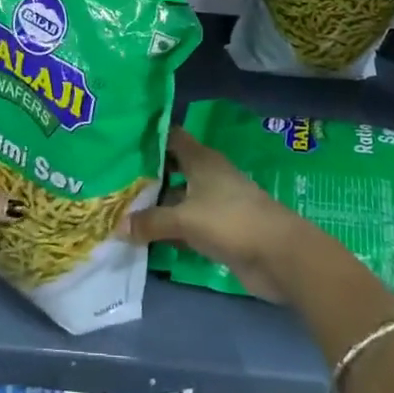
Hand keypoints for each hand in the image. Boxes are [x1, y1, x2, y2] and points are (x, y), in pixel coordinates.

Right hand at [123, 127, 316, 301]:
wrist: (279, 256)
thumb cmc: (230, 222)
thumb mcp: (184, 219)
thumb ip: (151, 222)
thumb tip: (117, 225)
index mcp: (200, 159)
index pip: (171, 136)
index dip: (148, 137)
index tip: (121, 140)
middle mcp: (207, 175)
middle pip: (172, 168)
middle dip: (147, 174)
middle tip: (114, 179)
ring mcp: (214, 203)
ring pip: (178, 197)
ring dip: (156, 204)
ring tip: (122, 208)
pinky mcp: (219, 229)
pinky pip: (187, 223)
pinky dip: (170, 228)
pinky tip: (146, 237)